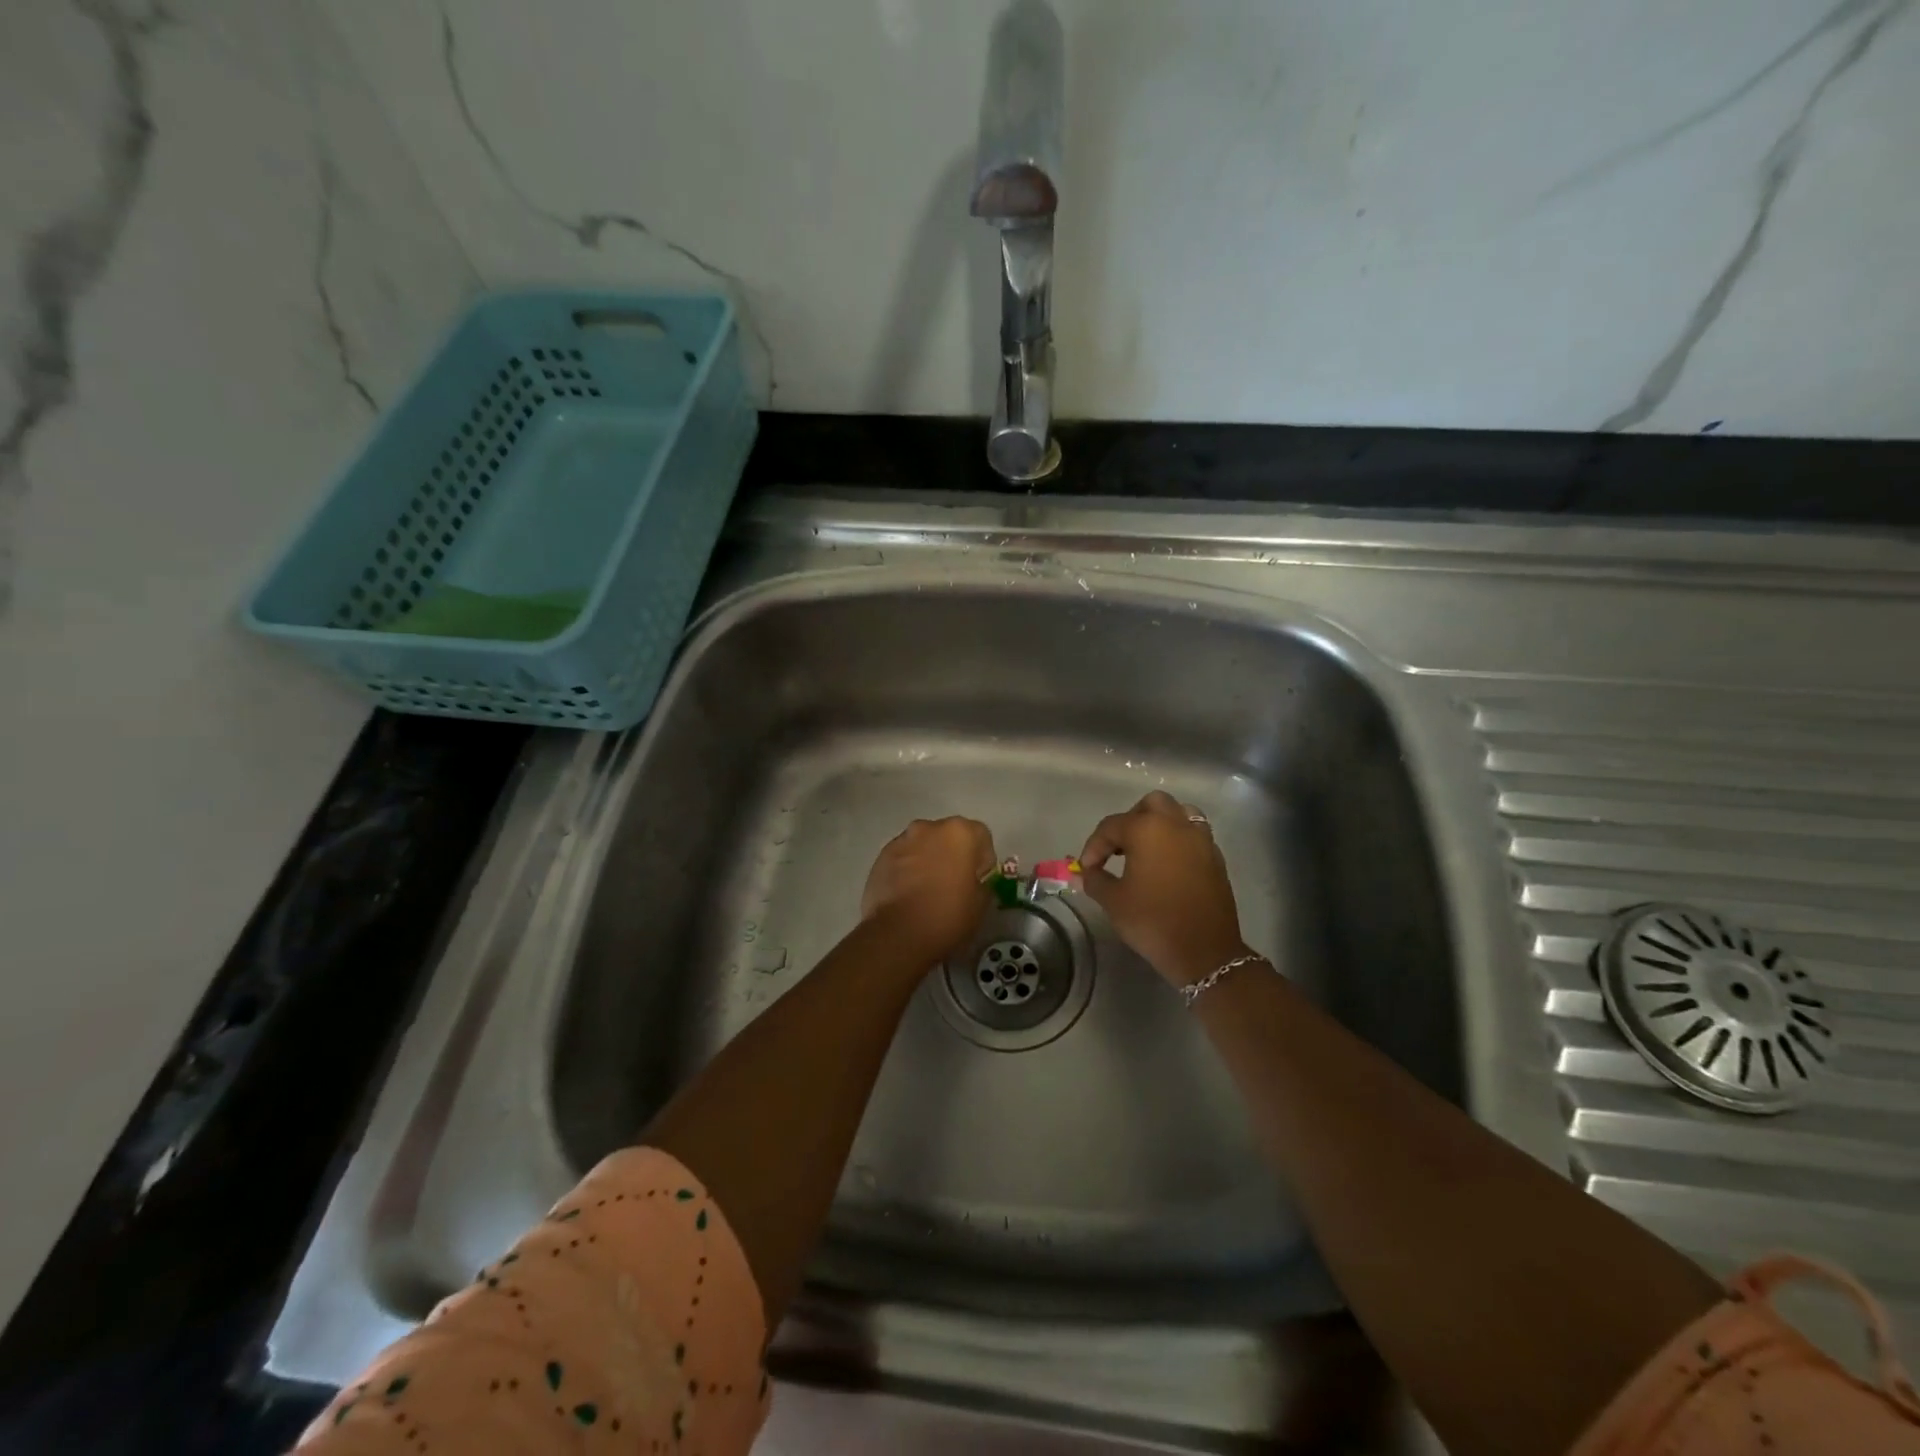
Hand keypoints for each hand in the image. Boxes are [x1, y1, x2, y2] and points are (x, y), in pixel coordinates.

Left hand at [860, 817, 996, 968]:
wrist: (899, 935)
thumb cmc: (948, 916)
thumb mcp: (981, 904)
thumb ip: (982, 882)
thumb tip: (974, 881)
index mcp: (960, 832)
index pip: (980, 836)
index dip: (982, 860)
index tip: (977, 881)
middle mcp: (930, 827)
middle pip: (948, 836)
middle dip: (952, 855)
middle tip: (952, 885)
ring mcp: (902, 840)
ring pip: (923, 845)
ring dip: (927, 860)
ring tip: (925, 891)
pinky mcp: (881, 857)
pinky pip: (902, 858)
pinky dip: (907, 870)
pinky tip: (906, 895)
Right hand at [1079, 791, 1249, 987]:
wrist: (1204, 951)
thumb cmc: (1153, 921)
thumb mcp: (1113, 901)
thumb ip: (1095, 880)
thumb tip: (1087, 872)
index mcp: (1147, 829)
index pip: (1111, 826)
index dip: (1094, 847)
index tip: (1086, 869)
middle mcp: (1176, 824)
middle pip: (1150, 805)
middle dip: (1130, 821)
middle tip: (1118, 848)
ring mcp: (1201, 839)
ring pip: (1179, 813)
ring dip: (1159, 824)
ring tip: (1146, 849)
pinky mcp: (1216, 857)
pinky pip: (1194, 835)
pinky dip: (1178, 840)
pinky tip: (1168, 865)